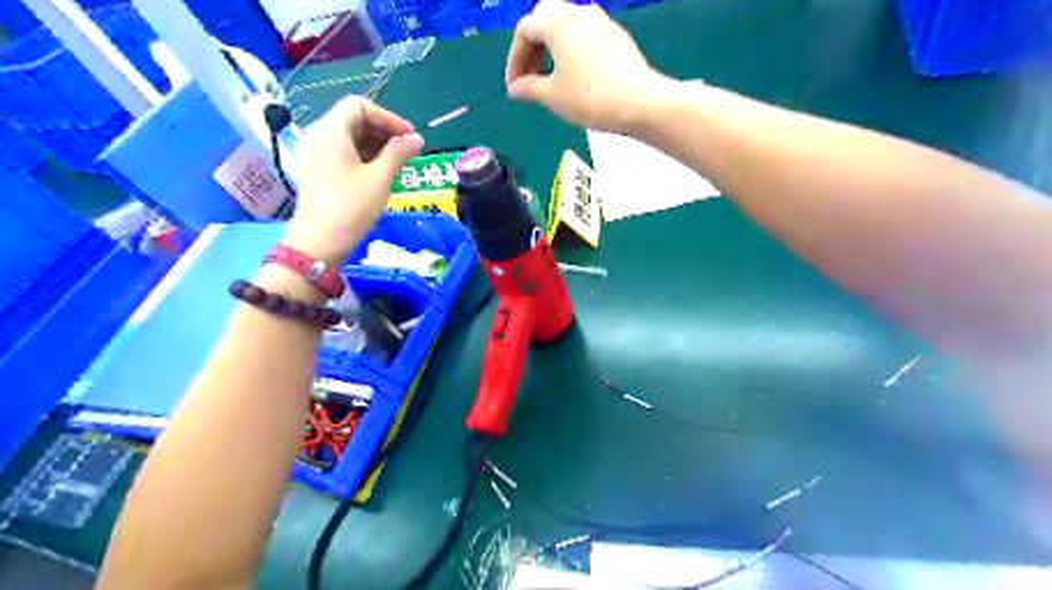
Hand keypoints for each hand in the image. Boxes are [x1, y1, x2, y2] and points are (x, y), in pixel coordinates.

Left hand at [285, 97, 423, 263]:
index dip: (388, 118)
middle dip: (383, 131)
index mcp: (331, 131)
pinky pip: (343, 153)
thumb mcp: (380, 178)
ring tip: (397, 165)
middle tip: (407, 152)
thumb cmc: (351, 207)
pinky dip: (364, 157)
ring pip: (349, 138)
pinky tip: (380, 174)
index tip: (409, 138)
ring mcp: (316, 155)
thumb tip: (417, 139)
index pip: (360, 106)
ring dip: (376, 145)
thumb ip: (399, 153)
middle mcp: (319, 136)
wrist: (319, 242)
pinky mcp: (318, 172)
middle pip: (353, 119)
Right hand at [505, 0, 668, 132]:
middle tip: (530, 76)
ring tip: (551, 79)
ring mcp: (602, 22)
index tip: (515, 87)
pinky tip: (576, 77)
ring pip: (568, 27)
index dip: (515, 60)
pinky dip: (573, 52)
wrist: (640, 102)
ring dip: (553, 49)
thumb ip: (529, 89)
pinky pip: (586, 37)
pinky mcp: (618, 37)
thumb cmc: (590, 97)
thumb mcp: (552, 97)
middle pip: (546, 19)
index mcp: (557, 21)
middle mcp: (579, 12)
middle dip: (533, 47)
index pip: (524, 30)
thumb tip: (516, 88)